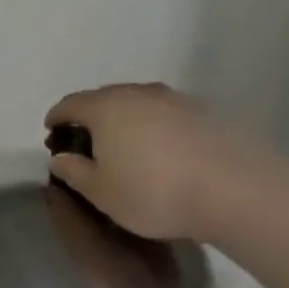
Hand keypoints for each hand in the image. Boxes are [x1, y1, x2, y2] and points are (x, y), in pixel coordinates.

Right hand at [44, 83, 281, 240]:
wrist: (236, 192)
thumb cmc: (152, 193)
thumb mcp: (99, 192)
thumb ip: (73, 171)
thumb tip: (60, 157)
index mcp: (106, 108)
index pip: (71, 104)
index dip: (56, 117)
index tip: (51, 132)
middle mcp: (139, 94)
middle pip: (104, 97)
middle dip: (89, 115)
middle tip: (83, 140)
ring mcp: (177, 100)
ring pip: (138, 102)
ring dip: (123, 118)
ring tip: (121, 144)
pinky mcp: (206, 113)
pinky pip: (166, 113)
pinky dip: (152, 125)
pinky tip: (158, 150)